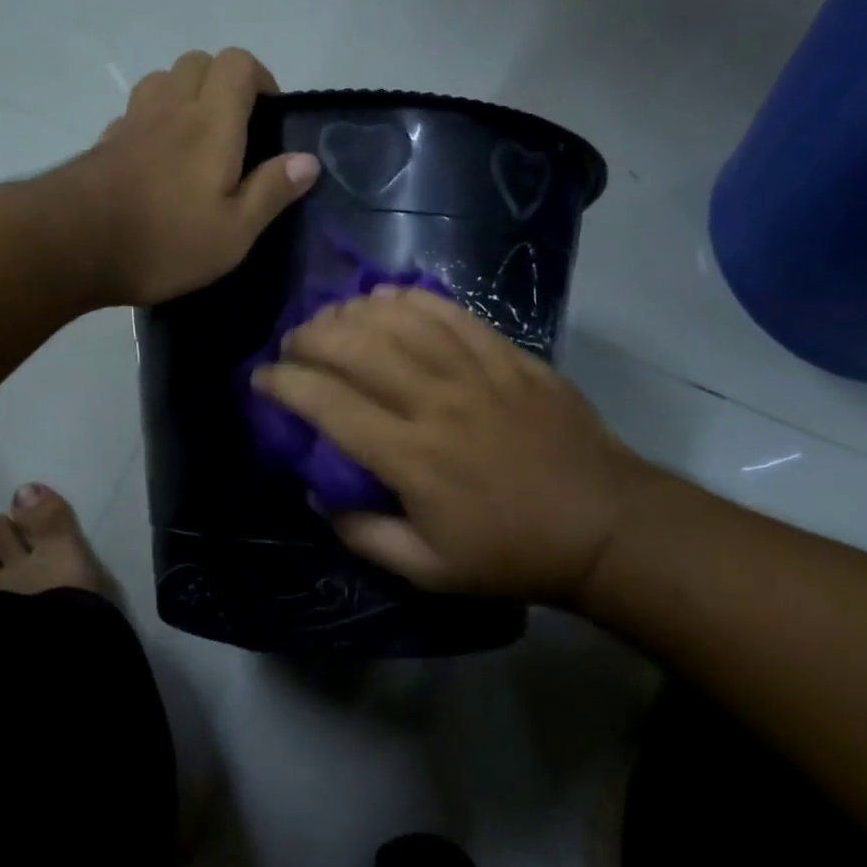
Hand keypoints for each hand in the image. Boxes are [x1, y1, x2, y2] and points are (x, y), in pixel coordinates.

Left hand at [63, 49, 319, 306]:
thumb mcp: (234, 232)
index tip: (269, 117)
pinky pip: (136, 112)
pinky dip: (154, 121)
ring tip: (198, 140)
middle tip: (237, 129)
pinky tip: (158, 161)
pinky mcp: (105, 142)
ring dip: (186, 95)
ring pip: (163, 80)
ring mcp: (133, 122)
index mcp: (211, 122)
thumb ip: (271, 191)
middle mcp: (171, 108)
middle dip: (223, 82)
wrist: (73, 245)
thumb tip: (308, 160)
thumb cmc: (165, 241)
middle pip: (198, 61)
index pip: (238, 63)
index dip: (260, 78)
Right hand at [251, 287, 647, 603]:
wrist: (604, 524)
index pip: (330, 405)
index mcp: (412, 458)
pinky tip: (386, 297)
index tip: (261, 379)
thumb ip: (362, 534)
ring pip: (400, 322)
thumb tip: (316, 496)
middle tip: (292, 345)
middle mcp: (436, 403)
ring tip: (331, 318)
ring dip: (353, 312)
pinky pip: (451, 313)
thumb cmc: (511, 552)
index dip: (286, 385)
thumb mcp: (428, 569)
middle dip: (311, 337)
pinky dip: (411, 299)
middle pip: (358, 348)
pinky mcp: (508, 356)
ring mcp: (476, 372)